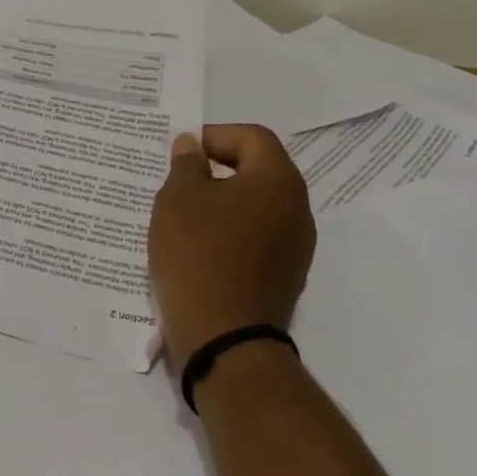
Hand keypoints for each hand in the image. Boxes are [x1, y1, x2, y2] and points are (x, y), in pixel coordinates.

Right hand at [148, 124, 316, 367]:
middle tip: (179, 180)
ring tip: (183, 215)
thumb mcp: (179, 197)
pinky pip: (256, 238)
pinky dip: (230, 233)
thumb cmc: (199, 253)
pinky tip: (198, 248)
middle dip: (217, 169)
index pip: (252, 136)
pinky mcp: (284, 277)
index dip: (216, 136)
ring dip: (223, 203)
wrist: (224, 339)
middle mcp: (297, 209)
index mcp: (278, 181)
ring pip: (256, 206)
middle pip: (258, 170)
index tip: (183, 154)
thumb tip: (193, 145)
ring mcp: (296, 248)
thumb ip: (187, 163)